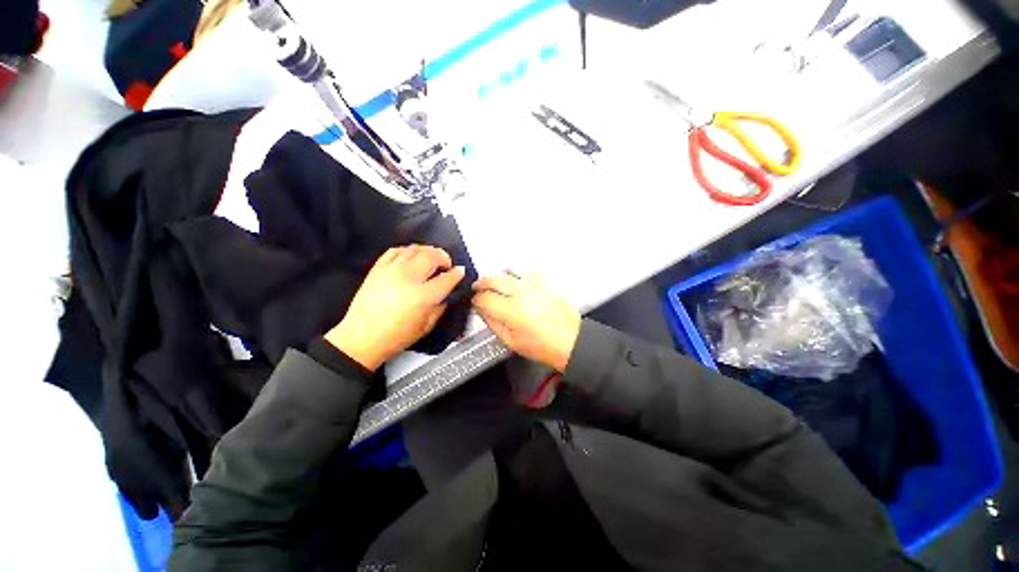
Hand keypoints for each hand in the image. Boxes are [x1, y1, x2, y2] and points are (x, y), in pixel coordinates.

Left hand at [325, 245, 464, 371]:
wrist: (362, 338)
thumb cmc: (397, 336)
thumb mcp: (426, 327)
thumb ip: (440, 307)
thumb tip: (446, 294)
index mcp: (424, 296)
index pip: (447, 278)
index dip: (457, 273)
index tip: (460, 271)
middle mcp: (409, 278)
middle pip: (432, 256)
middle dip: (444, 257)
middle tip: (446, 264)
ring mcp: (391, 271)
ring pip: (414, 249)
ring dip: (427, 251)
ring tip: (431, 257)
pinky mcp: (377, 269)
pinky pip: (395, 251)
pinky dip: (406, 250)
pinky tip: (411, 256)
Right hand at [472, 272, 580, 371]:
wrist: (571, 341)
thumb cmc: (541, 346)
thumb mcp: (511, 342)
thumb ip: (493, 323)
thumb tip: (482, 310)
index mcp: (511, 311)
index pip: (484, 298)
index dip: (476, 300)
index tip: (475, 303)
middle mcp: (521, 293)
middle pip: (493, 280)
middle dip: (481, 283)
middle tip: (477, 289)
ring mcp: (533, 284)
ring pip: (508, 271)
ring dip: (497, 277)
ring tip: (495, 285)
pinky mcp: (544, 282)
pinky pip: (525, 271)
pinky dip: (516, 274)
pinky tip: (515, 283)